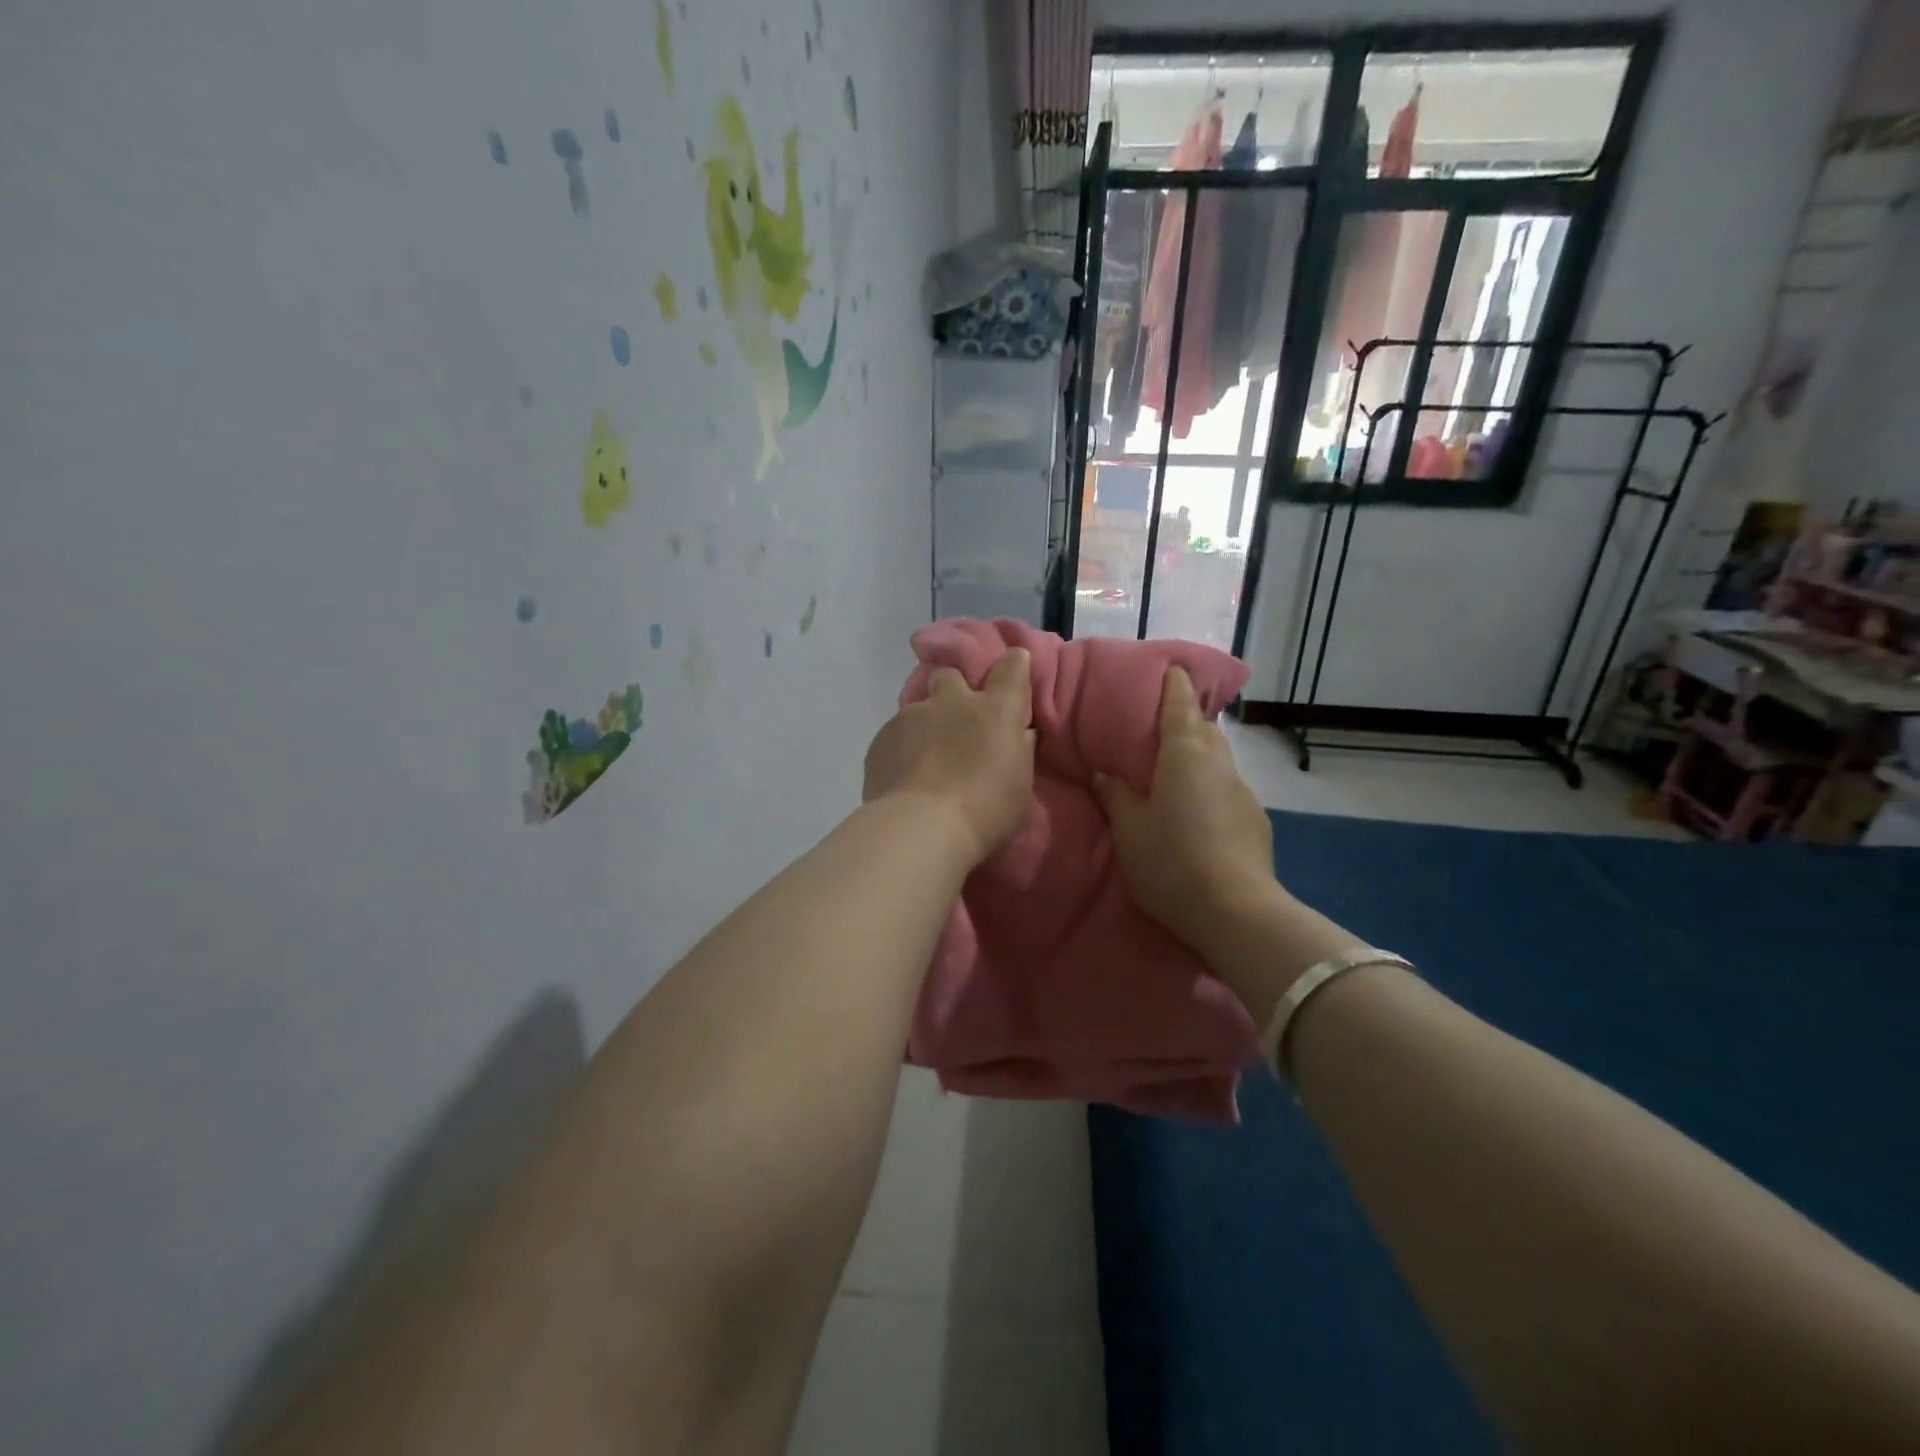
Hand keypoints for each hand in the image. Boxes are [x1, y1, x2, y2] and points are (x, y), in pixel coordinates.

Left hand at [863, 649, 1035, 868]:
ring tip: (925, 761)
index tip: (1014, 667)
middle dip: (953, 690)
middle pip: (950, 676)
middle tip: (957, 721)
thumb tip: (1019, 732)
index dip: (1014, 664)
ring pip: (918, 708)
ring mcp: (911, 716)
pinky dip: (901, 749)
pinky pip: (894, 735)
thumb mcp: (1020, 785)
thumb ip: (1019, 750)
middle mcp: (952, 702)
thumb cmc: (986, 811)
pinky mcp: (881, 738)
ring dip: (924, 725)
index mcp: (995, 710)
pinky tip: (903, 777)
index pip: (1011, 667)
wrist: (920, 828)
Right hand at [1094, 667, 1286, 970]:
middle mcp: (1219, 763)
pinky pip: (1226, 788)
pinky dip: (1209, 786)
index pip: (1181, 703)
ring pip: (1217, 759)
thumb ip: (1115, 794)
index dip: (1174, 683)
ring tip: (1174, 768)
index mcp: (1185, 754)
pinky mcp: (1255, 820)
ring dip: (1198, 755)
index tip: (1169, 668)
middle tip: (1159, 724)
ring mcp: (1242, 791)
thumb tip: (1104, 771)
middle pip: (1204, 727)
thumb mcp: (1129, 828)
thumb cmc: (1171, 860)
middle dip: (1186, 719)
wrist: (1235, 911)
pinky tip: (1195, 811)